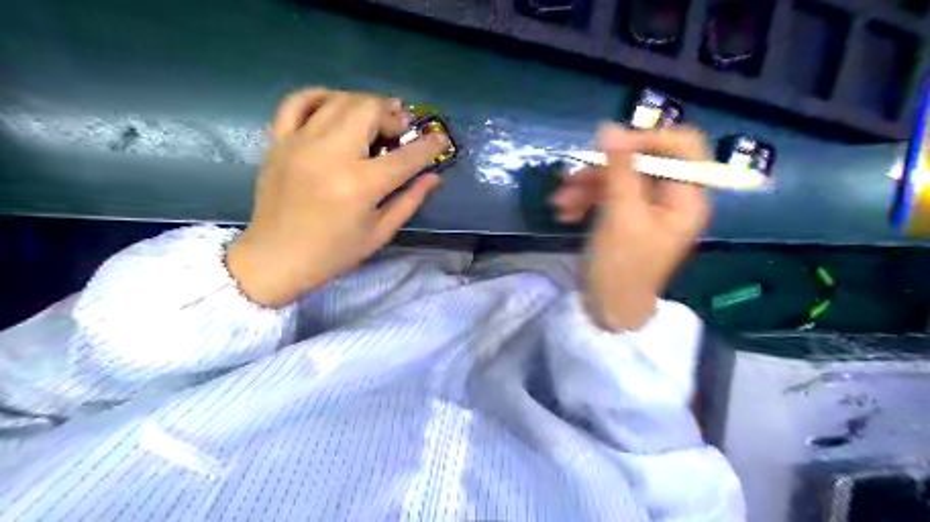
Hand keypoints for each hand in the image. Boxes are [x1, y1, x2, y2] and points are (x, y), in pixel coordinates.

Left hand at [227, 88, 448, 307]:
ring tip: (375, 118)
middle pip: (370, 110)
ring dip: (364, 104)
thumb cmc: (333, 253)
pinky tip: (335, 105)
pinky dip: (321, 96)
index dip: (429, 146)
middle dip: (393, 116)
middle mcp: (331, 155)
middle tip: (399, 131)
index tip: (441, 139)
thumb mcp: (379, 233)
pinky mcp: (279, 142)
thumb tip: (434, 177)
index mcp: (360, 185)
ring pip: (339, 100)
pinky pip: (297, 101)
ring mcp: (300, 143)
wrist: (275, 258)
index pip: (405, 156)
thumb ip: (409, 201)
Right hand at [550, 125, 713, 329]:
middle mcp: (672, 199)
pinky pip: (609, 196)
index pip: (683, 146)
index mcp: (687, 198)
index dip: (648, 139)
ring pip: (620, 178)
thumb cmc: (621, 268)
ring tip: (560, 202)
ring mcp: (648, 208)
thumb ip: (617, 170)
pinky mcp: (627, 217)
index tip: (611, 148)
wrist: (607, 311)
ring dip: (587, 186)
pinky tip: (564, 212)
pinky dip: (587, 199)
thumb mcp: (619, 216)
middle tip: (571, 177)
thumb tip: (609, 127)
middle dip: (604, 169)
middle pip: (643, 162)